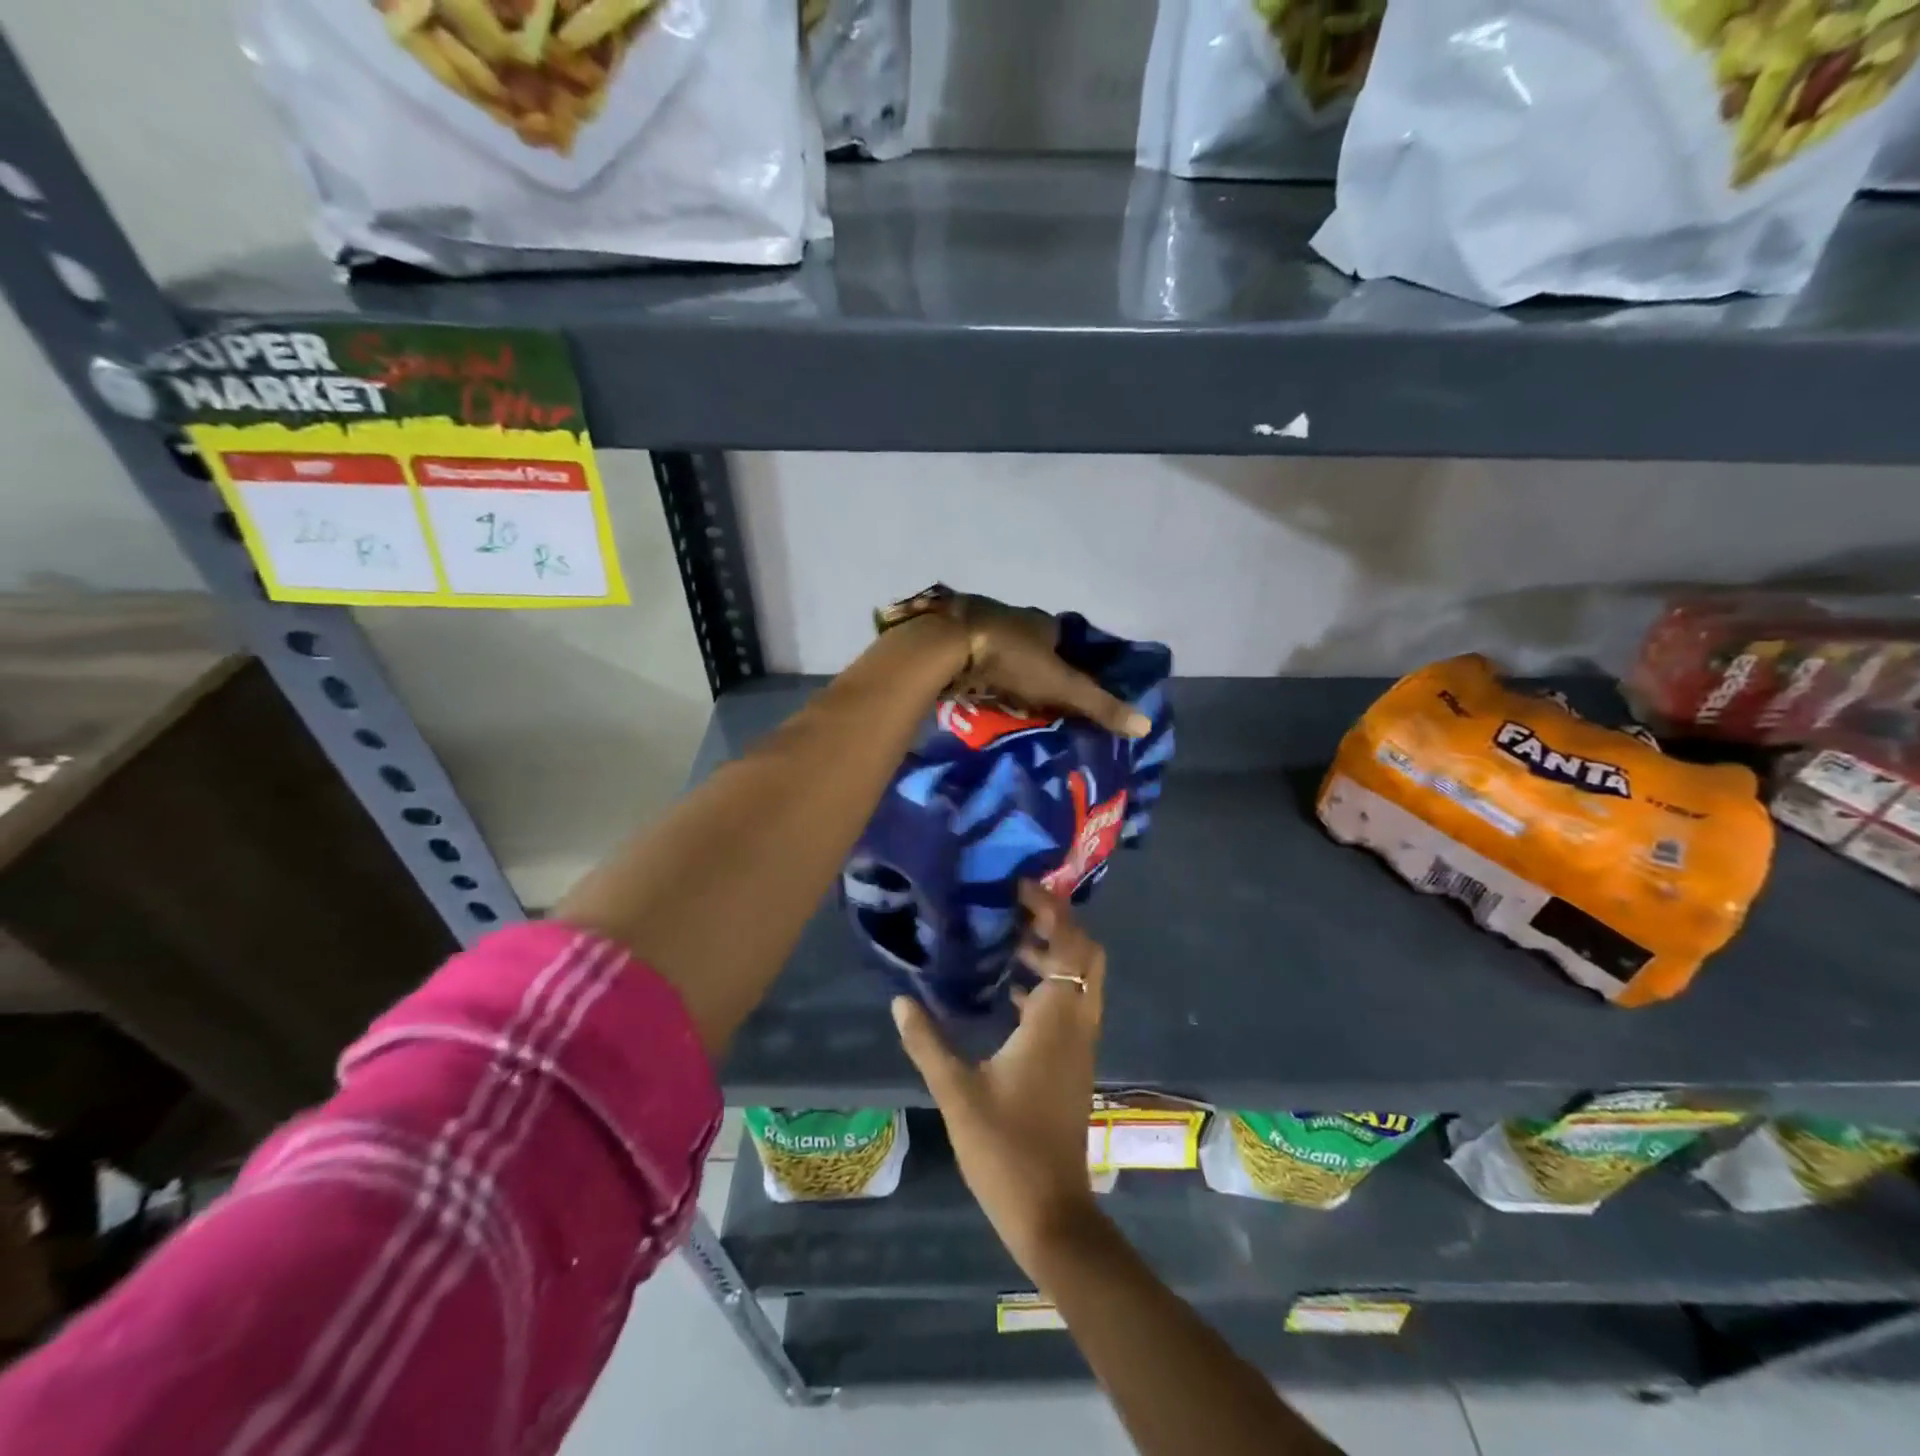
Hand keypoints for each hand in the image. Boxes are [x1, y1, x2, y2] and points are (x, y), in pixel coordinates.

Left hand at [891, 587, 1149, 739]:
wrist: (946, 645)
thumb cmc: (1011, 659)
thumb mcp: (1061, 686)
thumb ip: (1099, 705)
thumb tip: (1145, 725)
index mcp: (1041, 621)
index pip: (1064, 641)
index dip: (1069, 664)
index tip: (1068, 690)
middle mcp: (1011, 616)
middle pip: (1029, 645)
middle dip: (1034, 669)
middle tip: (1038, 701)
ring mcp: (977, 624)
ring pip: (998, 651)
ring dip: (1003, 671)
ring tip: (1008, 703)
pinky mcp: (948, 638)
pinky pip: (969, 659)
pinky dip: (975, 674)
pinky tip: (975, 693)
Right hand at [892, 883, 1107, 1276]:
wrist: (1051, 1211)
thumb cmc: (1005, 1148)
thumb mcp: (956, 1092)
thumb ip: (927, 1041)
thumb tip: (900, 1000)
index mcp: (1055, 1018)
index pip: (1069, 943)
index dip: (1051, 908)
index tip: (1019, 887)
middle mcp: (1078, 1022)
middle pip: (1086, 953)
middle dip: (1058, 924)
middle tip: (1015, 909)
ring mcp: (1081, 1044)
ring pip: (1082, 979)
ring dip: (1053, 953)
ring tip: (1005, 942)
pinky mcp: (1075, 1062)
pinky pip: (1071, 1004)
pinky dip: (1049, 984)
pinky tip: (1008, 992)